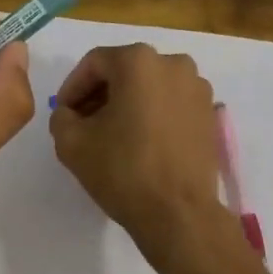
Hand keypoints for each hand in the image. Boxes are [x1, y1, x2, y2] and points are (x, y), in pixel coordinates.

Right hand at [49, 44, 223, 246]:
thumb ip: (62, 117)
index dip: (72, 88)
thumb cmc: (123, 171)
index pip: (94, 64)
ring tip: (112, 136)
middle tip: (83, 125)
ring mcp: (198, 88)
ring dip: (127, 105)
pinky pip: (172, 105)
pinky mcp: (210, 114)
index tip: (63, 114)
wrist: (178, 212)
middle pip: (125, 72)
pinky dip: (153, 116)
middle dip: (100, 95)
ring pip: (151, 88)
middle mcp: (174, 64)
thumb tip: (70, 114)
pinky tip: (140, 143)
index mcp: (139, 61)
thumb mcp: (71, 143)